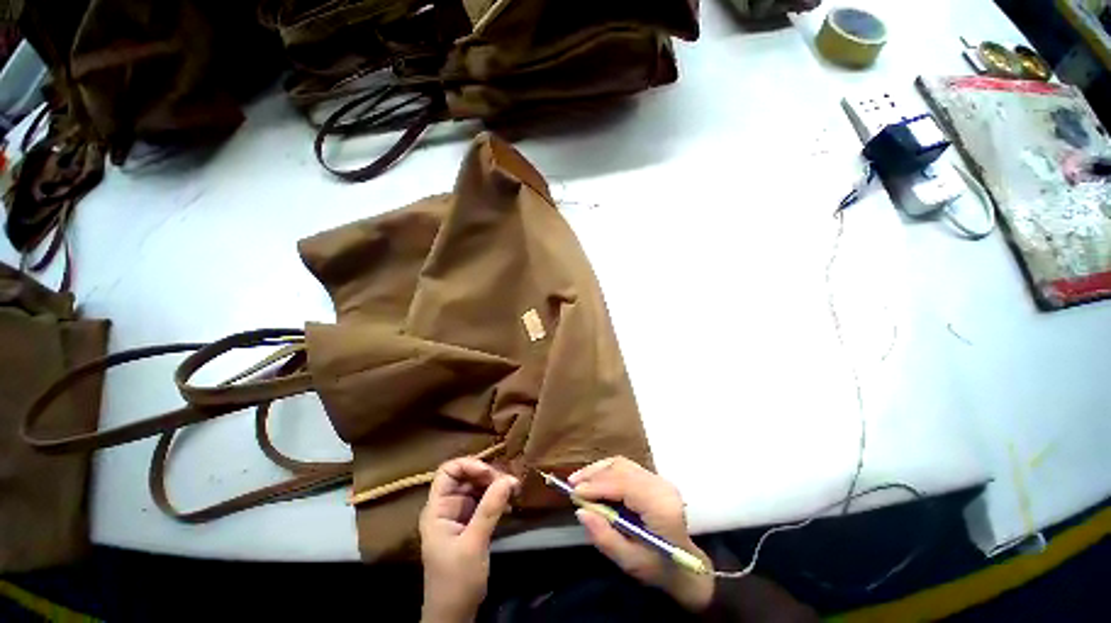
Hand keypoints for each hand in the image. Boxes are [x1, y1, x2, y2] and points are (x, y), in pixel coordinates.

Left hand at [419, 457, 519, 622]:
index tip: (490, 473)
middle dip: (488, 474)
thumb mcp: (473, 544)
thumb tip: (508, 478)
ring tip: (514, 488)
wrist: (455, 615)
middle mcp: (447, 506)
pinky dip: (497, 496)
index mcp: (437, 509)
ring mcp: (459, 514)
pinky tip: (510, 498)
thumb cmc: (456, 581)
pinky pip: (484, 499)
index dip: (468, 465)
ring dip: (495, 484)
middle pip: (466, 476)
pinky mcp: (471, 522)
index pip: (448, 472)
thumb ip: (489, 509)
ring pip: (477, 486)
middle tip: (509, 482)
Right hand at [571, 457, 713, 611]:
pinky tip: (593, 479)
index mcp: (661, 507)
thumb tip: (581, 511)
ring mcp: (659, 479)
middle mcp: (661, 486)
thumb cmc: (658, 567)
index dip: (597, 485)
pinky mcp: (653, 478)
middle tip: (571, 486)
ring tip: (578, 481)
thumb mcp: (630, 562)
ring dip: (598, 470)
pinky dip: (606, 471)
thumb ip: (605, 537)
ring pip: (622, 464)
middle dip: (593, 475)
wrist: (685, 566)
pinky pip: (625, 467)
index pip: (625, 485)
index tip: (574, 493)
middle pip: (621, 469)